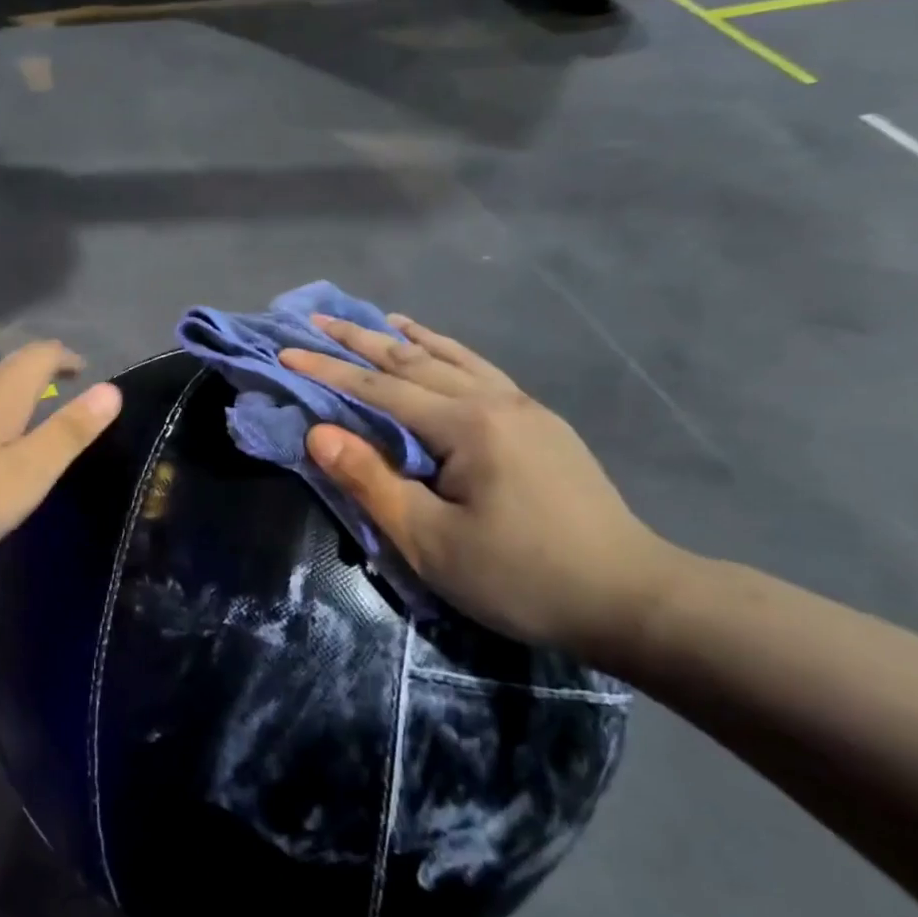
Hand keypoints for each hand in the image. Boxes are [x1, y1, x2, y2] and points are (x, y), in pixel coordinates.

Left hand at [0, 342, 121, 572]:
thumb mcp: (25, 475)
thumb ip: (69, 431)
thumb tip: (111, 390)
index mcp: (0, 391)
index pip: (42, 354)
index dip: (66, 358)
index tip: (82, 372)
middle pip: (5, 368)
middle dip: (32, 380)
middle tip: (50, 407)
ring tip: (4, 418)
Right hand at [281, 315, 684, 660]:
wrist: (631, 599)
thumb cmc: (521, 576)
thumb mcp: (432, 541)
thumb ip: (372, 481)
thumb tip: (318, 434)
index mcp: (467, 425)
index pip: (379, 390)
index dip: (327, 371)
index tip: (285, 351)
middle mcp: (495, 401)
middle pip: (413, 360)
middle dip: (360, 340)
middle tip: (317, 318)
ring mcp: (524, 408)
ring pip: (452, 358)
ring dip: (406, 338)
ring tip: (375, 319)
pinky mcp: (541, 425)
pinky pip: (482, 372)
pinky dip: (450, 353)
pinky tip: (441, 351)